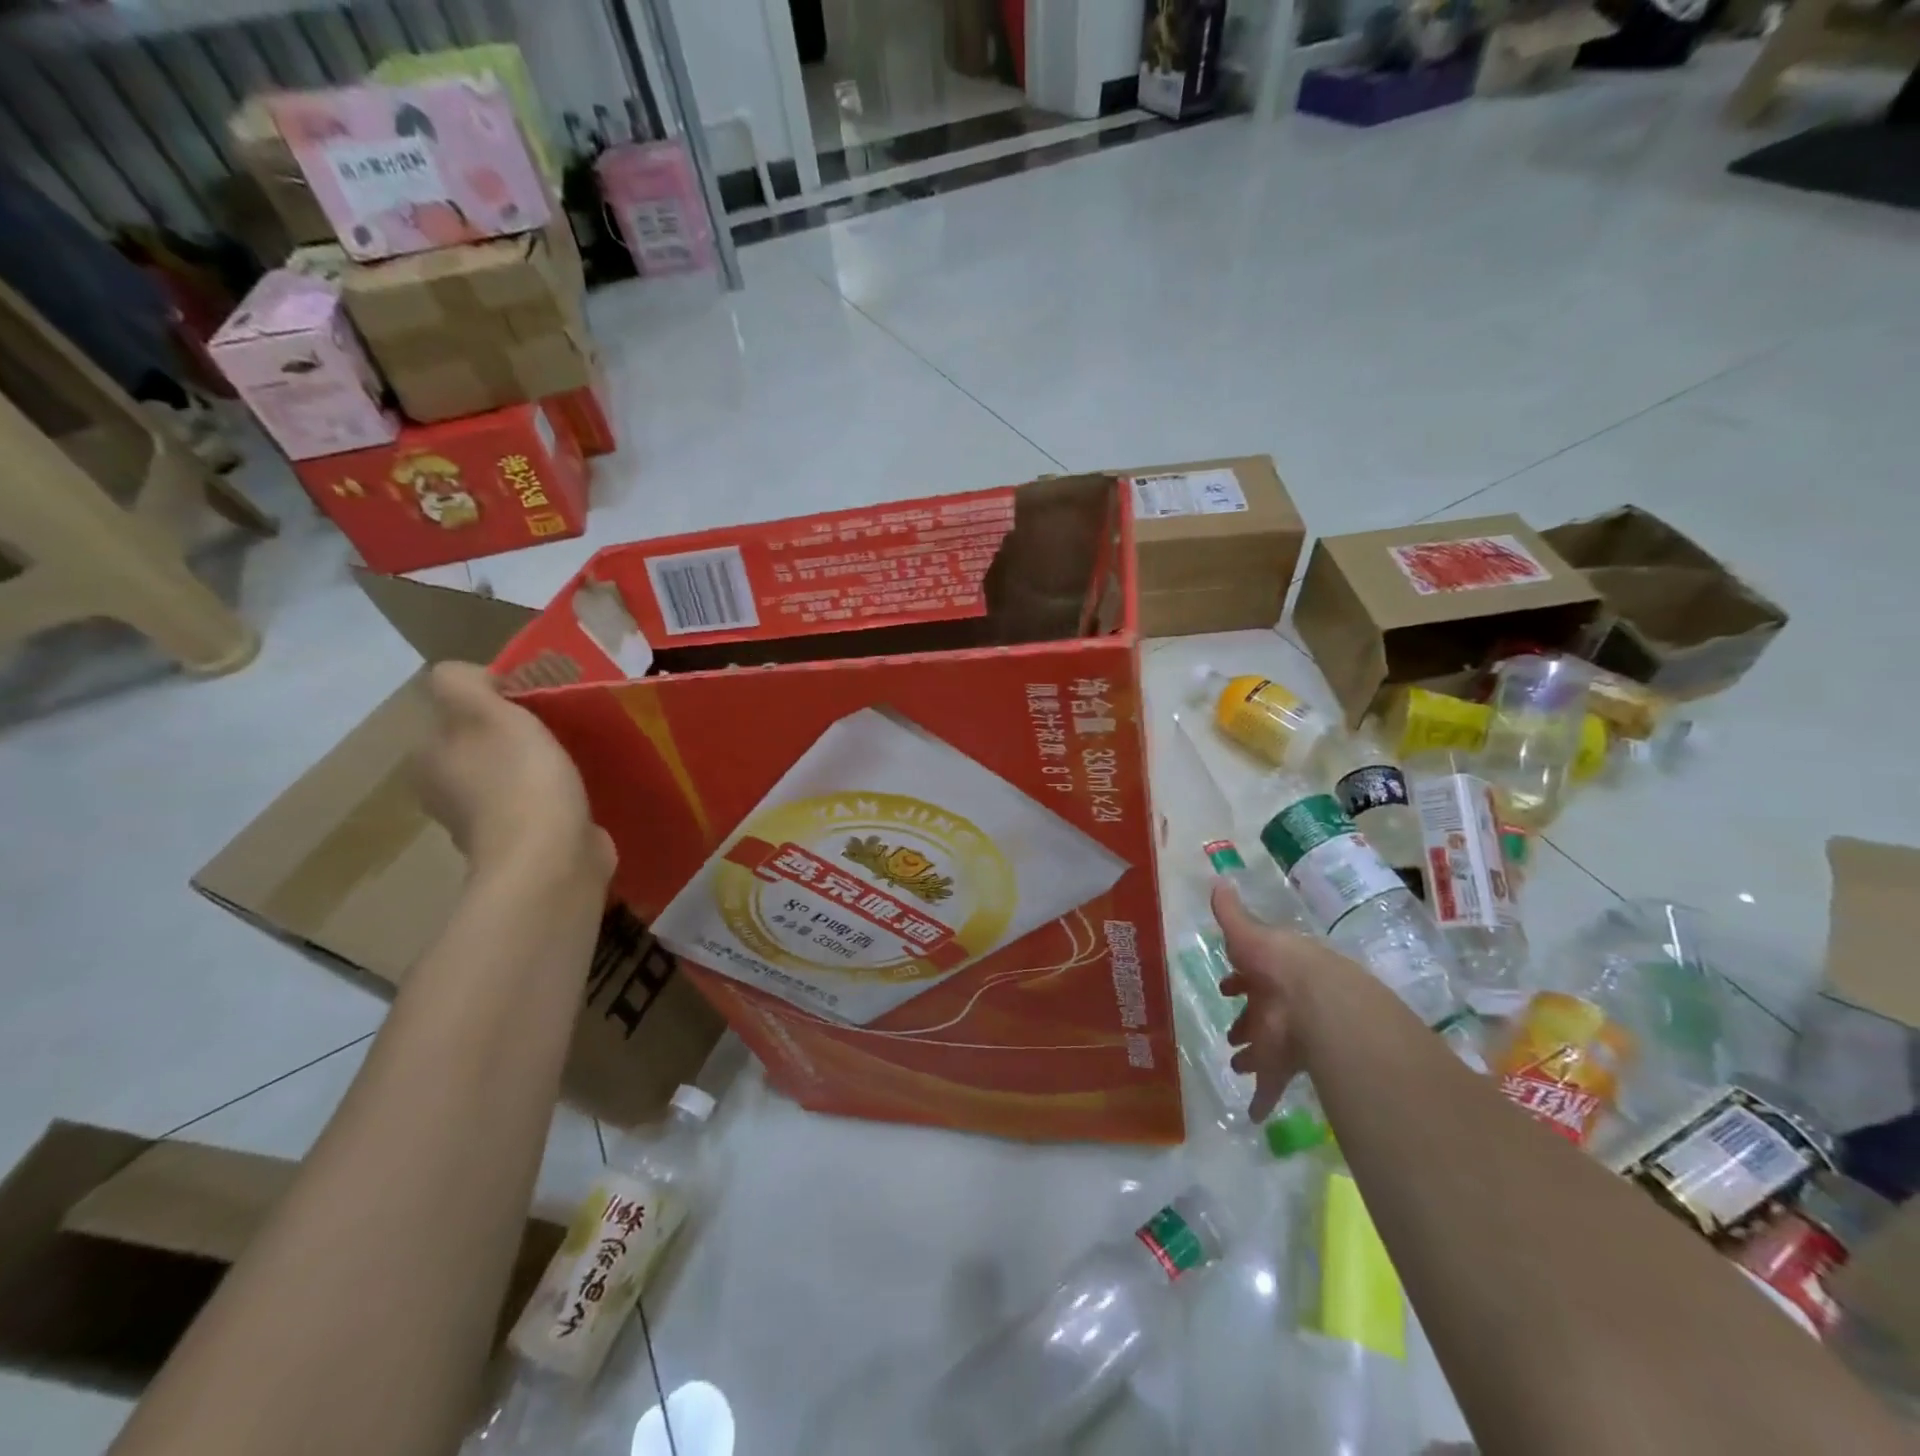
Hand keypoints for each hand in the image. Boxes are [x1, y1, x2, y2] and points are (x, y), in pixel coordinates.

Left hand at [412, 662, 613, 887]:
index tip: (534, 702)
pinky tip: (581, 793)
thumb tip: (472, 679)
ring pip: (511, 777)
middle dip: (517, 734)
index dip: (494, 698)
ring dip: (539, 767)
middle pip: (483, 744)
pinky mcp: (526, 844)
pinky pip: (539, 807)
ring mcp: (486, 823)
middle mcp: (446, 791)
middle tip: (559, 727)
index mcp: (429, 758)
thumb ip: (462, 683)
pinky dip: (556, 798)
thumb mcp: (486, 712)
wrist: (552, 858)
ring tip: (577, 758)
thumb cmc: (520, 780)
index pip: (456, 711)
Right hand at [1210, 879, 1347, 1120]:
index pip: (1251, 976)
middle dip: (1245, 1024)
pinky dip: (1262, 1098)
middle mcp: (1279, 1004)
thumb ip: (1231, 914)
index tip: (1225, 988)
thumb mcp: (1249, 935)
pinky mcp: (1288, 1066)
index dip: (1238, 981)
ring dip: (1252, 1057)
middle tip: (1231, 1037)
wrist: (1320, 1003)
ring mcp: (1285, 1036)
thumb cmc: (1278, 964)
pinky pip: (1272, 1085)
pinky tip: (1253, 1114)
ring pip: (1265, 1048)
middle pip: (1260, 1015)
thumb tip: (1217, 879)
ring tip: (1235, 1066)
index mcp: (1271, 972)